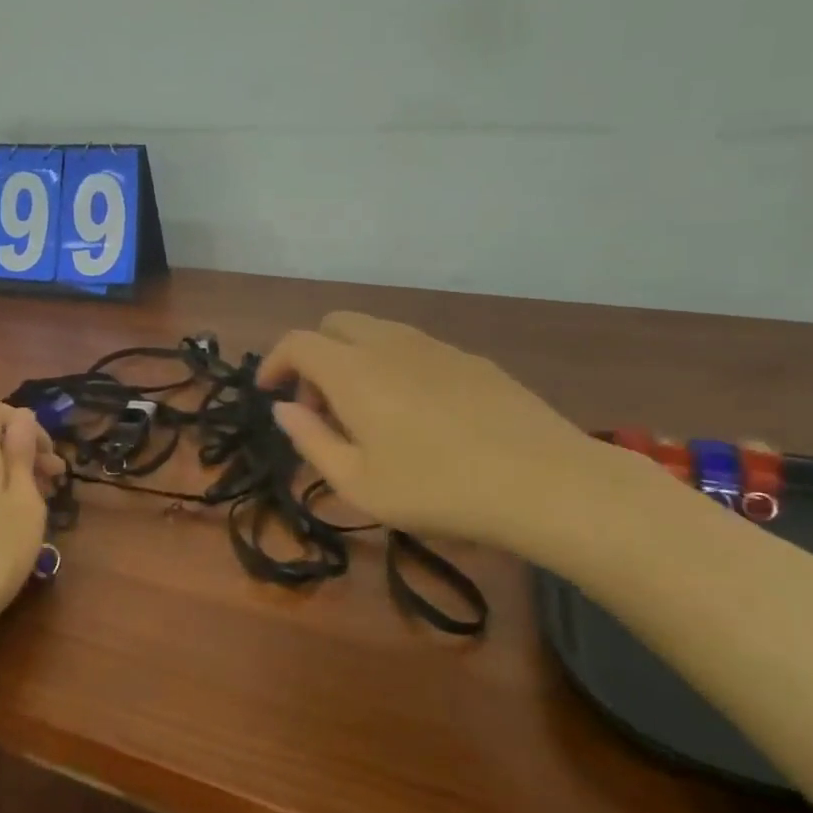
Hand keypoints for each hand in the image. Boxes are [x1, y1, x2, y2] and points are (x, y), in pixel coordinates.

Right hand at [257, 312, 617, 560]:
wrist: (543, 481)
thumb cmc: (437, 488)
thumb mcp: (358, 483)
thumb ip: (311, 440)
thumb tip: (284, 409)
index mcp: (353, 370)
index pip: (297, 342)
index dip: (274, 362)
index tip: (270, 393)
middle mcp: (389, 344)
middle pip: (334, 324)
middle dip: (315, 356)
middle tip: (322, 406)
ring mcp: (435, 346)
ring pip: (376, 331)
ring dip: (355, 359)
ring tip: (368, 414)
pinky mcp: (471, 359)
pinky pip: (414, 347)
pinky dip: (393, 366)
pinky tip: (418, 414)